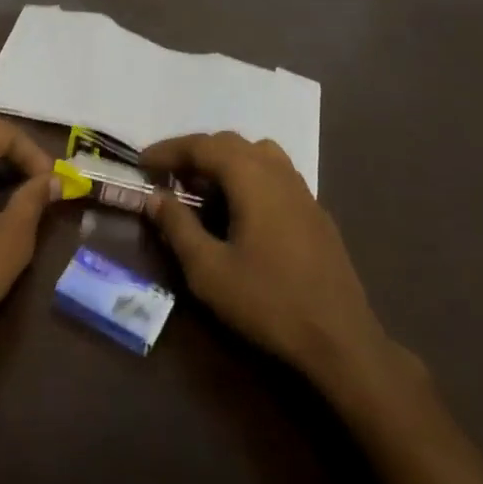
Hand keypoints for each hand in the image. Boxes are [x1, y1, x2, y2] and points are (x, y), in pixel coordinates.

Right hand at [142, 132, 405, 394]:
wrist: (341, 339)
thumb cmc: (268, 302)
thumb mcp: (209, 271)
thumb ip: (178, 227)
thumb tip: (155, 197)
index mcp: (250, 176)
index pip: (202, 146)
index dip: (169, 150)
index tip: (141, 163)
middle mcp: (278, 170)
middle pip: (229, 143)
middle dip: (194, 153)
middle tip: (167, 175)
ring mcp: (301, 189)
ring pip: (256, 154)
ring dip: (224, 161)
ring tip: (202, 188)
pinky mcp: (314, 210)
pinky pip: (274, 174)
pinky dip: (247, 176)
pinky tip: (240, 210)